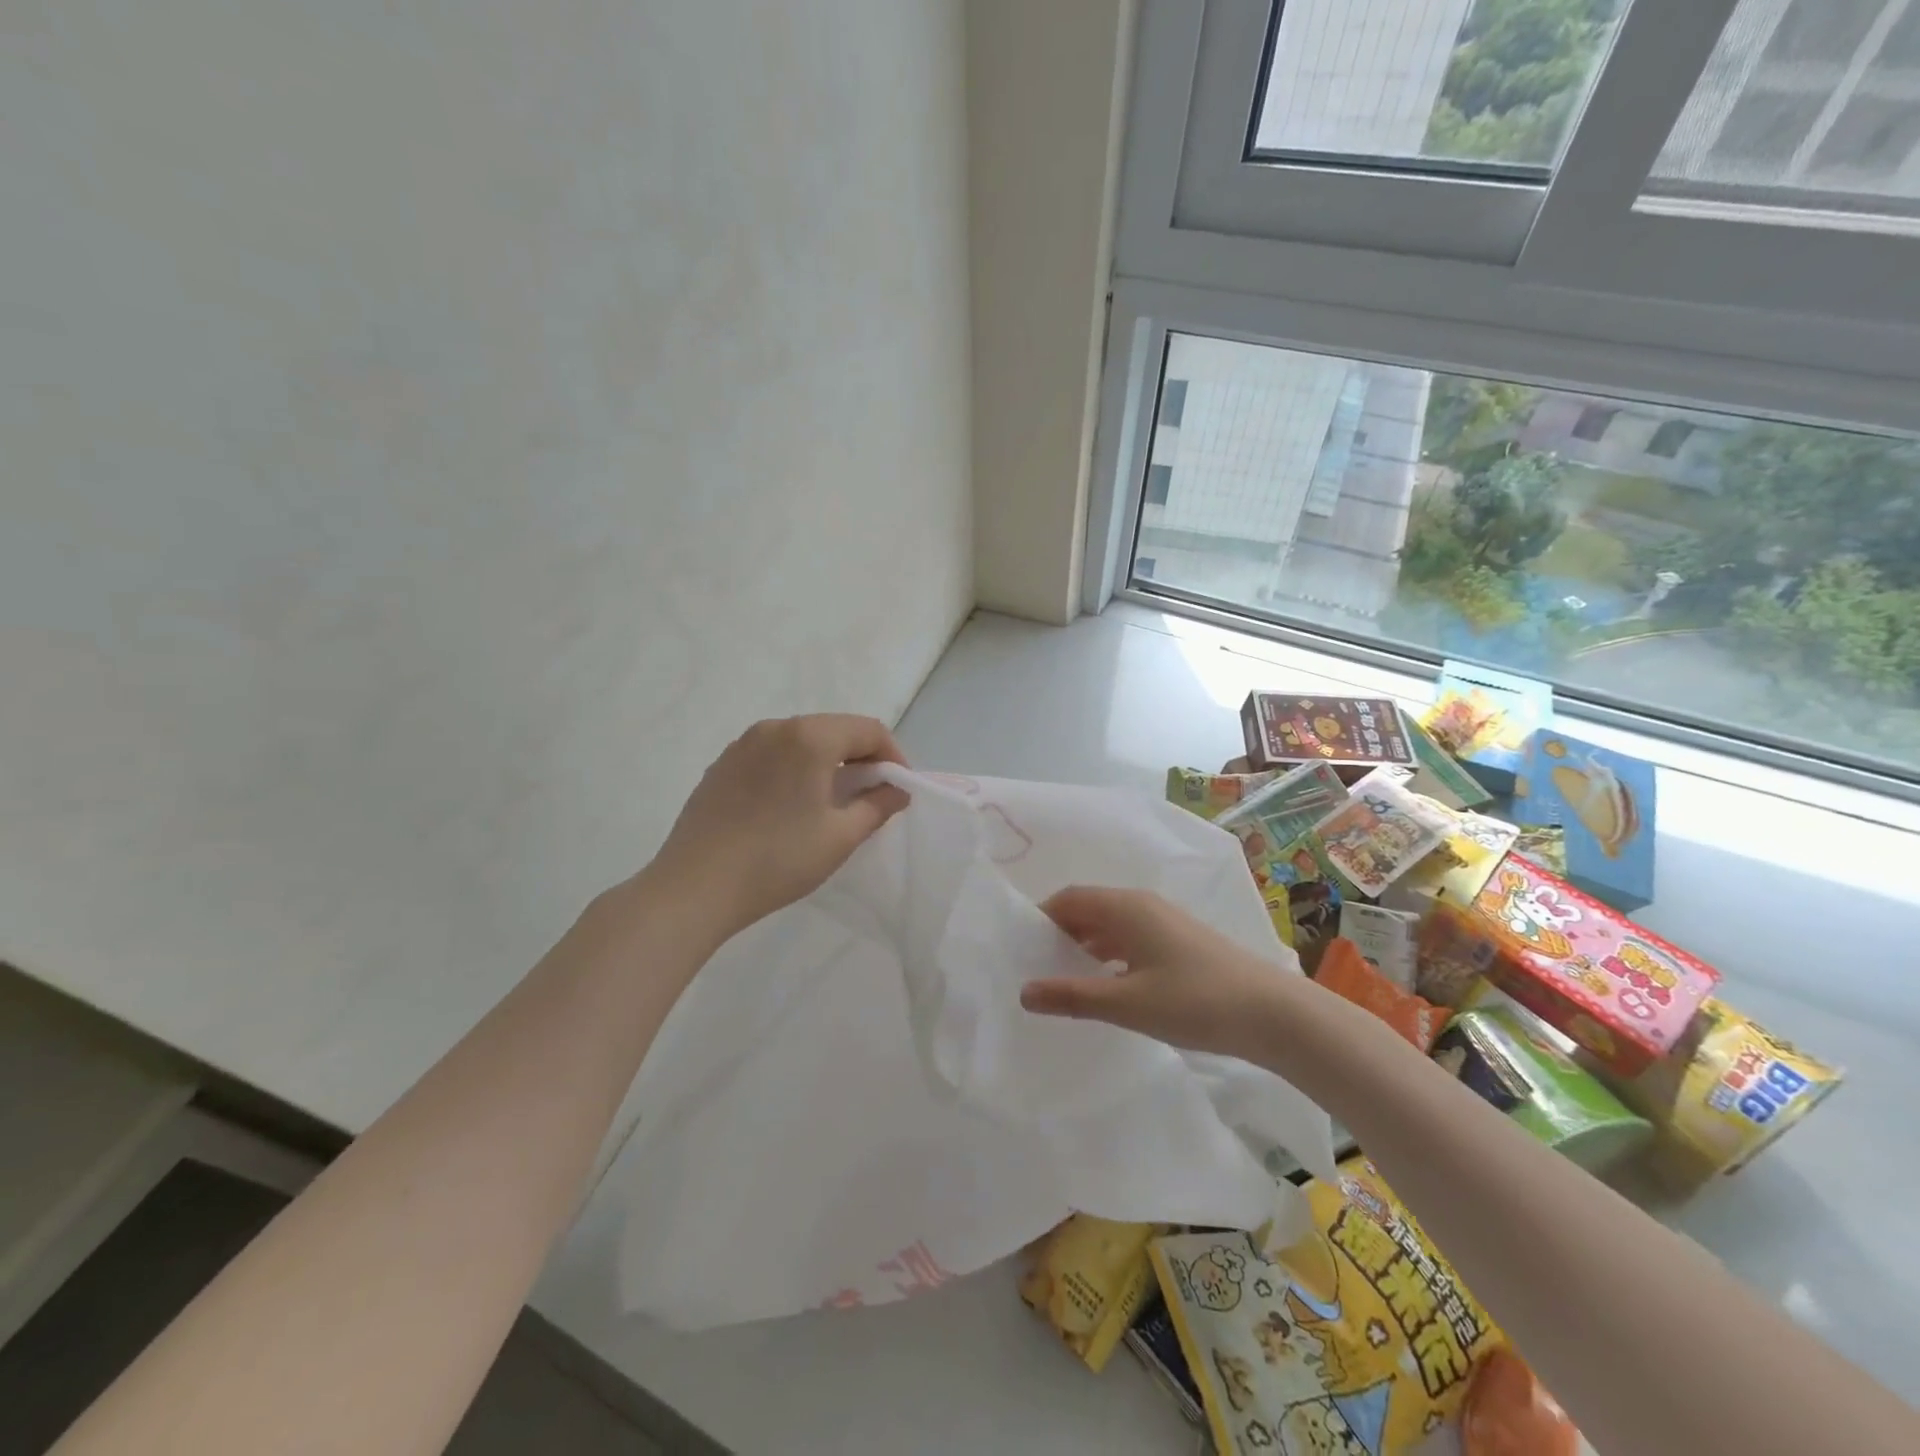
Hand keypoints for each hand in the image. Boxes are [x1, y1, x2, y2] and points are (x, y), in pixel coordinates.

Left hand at [650, 714, 910, 938]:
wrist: (695, 887)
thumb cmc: (778, 859)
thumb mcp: (840, 836)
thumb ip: (877, 806)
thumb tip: (897, 790)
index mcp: (809, 737)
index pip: (868, 729)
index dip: (893, 756)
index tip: (898, 789)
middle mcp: (775, 727)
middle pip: (834, 729)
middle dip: (861, 756)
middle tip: (872, 795)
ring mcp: (743, 744)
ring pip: (801, 740)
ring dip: (827, 761)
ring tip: (833, 800)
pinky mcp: (722, 764)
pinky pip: (772, 754)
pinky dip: (794, 768)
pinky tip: (791, 805)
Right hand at [1019, 886, 1295, 1061]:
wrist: (1273, 1014)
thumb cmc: (1195, 1001)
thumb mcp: (1127, 1003)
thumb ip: (1073, 996)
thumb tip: (1023, 992)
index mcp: (1126, 908)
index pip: (1070, 898)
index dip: (1042, 918)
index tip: (1020, 947)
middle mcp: (1143, 905)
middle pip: (1089, 908)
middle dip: (1060, 932)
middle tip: (1036, 965)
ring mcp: (1165, 922)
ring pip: (1111, 924)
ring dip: (1085, 944)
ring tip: (1065, 977)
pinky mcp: (1180, 942)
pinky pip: (1131, 937)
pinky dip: (1109, 953)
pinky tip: (1107, 983)